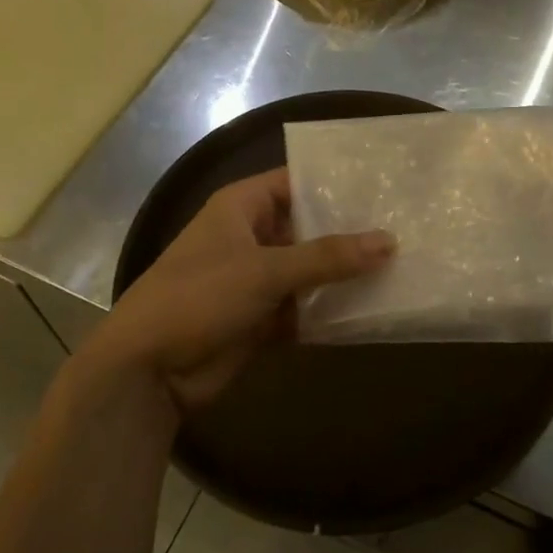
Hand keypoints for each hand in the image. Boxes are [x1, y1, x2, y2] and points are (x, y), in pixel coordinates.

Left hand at [89, 168, 394, 412]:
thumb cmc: (198, 297)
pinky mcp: (263, 316)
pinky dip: (330, 309)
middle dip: (350, 232)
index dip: (335, 182)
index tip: (383, 185)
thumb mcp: (264, 270)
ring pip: (311, 270)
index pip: (296, 181)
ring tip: (401, 265)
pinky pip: (305, 306)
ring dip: (344, 274)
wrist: (147, 370)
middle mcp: (252, 236)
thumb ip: (327, 257)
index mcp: (242, 207)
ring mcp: (258, 278)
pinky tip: (373, 307)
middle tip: (405, 226)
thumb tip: (389, 241)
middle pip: (309, 227)